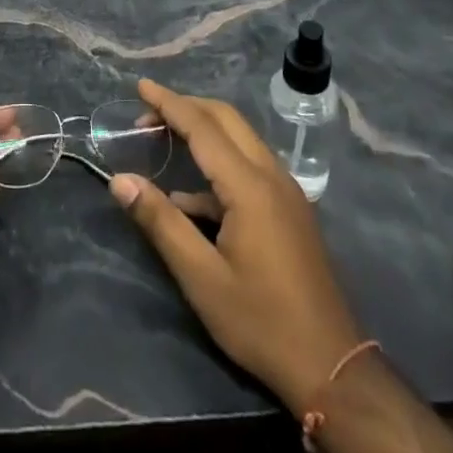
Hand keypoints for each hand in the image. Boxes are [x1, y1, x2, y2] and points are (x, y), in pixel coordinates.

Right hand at [109, 80, 358, 416]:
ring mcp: (285, 191)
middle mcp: (271, 175)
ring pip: (240, 138)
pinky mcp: (290, 209)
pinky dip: (217, 163)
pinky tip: (189, 199)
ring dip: (202, 129)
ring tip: (164, 139)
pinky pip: (249, 165)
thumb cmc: (261, 322)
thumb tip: (120, 180)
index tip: (140, 85)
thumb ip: (160, 222)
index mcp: (249, 186)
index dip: (168, 103)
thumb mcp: (201, 277)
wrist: (332, 367)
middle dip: (185, 107)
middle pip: (225, 119)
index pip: (202, 126)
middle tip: (147, 112)